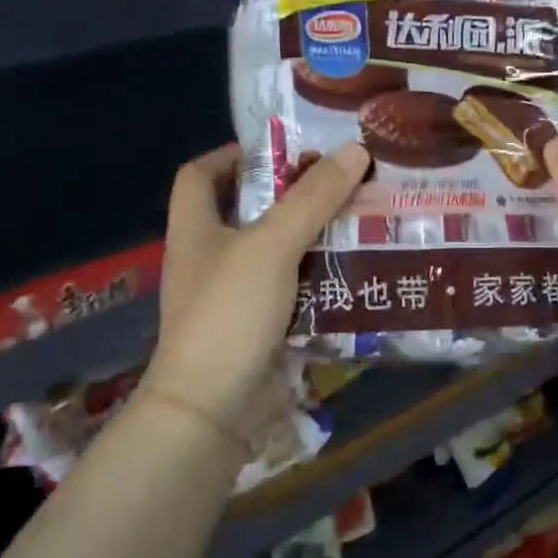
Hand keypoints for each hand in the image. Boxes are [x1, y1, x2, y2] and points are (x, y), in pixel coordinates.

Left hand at [145, 141, 369, 439]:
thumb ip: (313, 198)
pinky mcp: (260, 329)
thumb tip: (355, 150)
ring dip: (314, 239)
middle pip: (248, 212)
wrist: (214, 408)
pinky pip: (294, 293)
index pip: (200, 174)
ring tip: (361, 220)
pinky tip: (357, 271)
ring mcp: (234, 297)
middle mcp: (210, 258)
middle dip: (293, 196)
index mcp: (196, 229)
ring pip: (277, 254)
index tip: (284, 150)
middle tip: (342, 183)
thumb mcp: (272, 245)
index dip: (235, 154)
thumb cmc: (229, 312)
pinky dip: (320, 281)